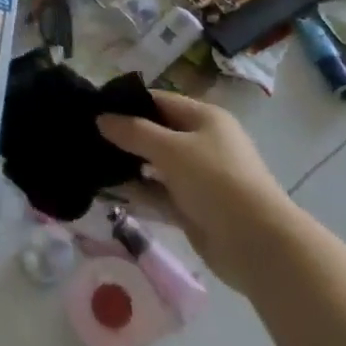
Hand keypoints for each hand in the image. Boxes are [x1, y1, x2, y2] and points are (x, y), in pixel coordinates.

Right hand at [97, 91, 298, 292]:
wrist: (258, 244)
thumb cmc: (216, 181)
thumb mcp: (171, 149)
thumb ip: (133, 132)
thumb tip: (101, 118)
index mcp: (205, 118)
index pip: (160, 101)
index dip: (128, 103)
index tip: (94, 108)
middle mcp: (202, 143)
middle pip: (157, 132)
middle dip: (125, 135)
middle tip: (86, 136)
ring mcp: (198, 177)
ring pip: (155, 165)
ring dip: (129, 165)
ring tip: (91, 162)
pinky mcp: (193, 208)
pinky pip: (159, 193)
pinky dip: (138, 192)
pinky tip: (109, 191)